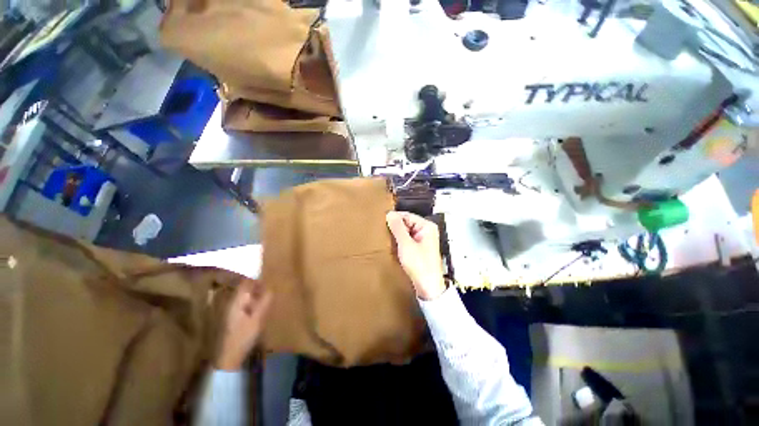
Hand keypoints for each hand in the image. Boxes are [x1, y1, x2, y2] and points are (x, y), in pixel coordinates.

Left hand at [216, 280, 272, 370]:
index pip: (245, 283)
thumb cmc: (243, 336)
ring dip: (254, 294)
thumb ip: (265, 301)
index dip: (257, 279)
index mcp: (236, 301)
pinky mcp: (231, 318)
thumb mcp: (258, 318)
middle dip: (256, 286)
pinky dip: (251, 302)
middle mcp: (231, 303)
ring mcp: (229, 311)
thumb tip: (271, 287)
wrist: (228, 357)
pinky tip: (258, 308)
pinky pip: (242, 304)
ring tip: (266, 297)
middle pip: (244, 288)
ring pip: (243, 296)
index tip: (268, 279)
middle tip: (269, 288)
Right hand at [386, 211, 446, 299]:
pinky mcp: (420, 248)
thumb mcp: (406, 244)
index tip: (381, 222)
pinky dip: (400, 242)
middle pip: (407, 223)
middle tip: (383, 232)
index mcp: (427, 226)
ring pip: (406, 232)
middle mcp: (426, 231)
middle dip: (396, 228)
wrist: (428, 287)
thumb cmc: (419, 265)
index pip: (407, 215)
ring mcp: (423, 240)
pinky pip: (408, 240)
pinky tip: (393, 246)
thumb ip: (398, 228)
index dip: (394, 218)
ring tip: (387, 239)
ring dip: (397, 235)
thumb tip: (389, 214)